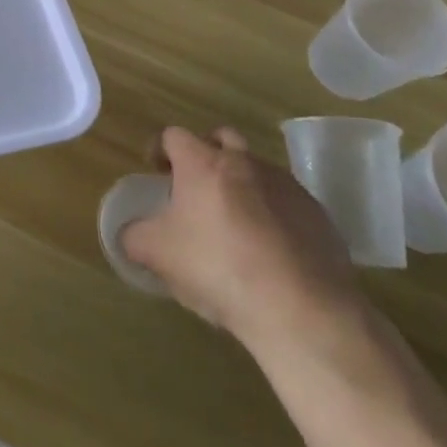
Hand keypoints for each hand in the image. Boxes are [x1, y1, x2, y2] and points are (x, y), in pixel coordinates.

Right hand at [121, 126, 366, 353]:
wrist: (301, 310)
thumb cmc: (218, 269)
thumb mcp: (158, 255)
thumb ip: (134, 237)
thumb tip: (128, 233)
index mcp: (203, 163)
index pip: (174, 135)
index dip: (161, 150)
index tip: (157, 172)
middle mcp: (245, 162)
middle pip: (221, 138)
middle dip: (206, 155)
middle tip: (197, 187)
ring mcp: (286, 186)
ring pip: (256, 169)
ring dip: (242, 184)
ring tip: (235, 224)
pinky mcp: (318, 215)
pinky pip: (287, 202)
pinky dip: (274, 214)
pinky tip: (270, 250)